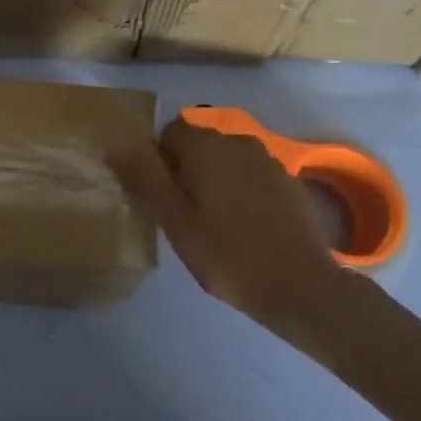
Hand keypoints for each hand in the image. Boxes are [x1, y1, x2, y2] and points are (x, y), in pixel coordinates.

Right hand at [110, 118, 358, 335]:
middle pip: (199, 144)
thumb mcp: (175, 221)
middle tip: (184, 216)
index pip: (170, 132)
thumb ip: (146, 178)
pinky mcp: (289, 182)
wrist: (302, 288)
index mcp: (207, 146)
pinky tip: (245, 227)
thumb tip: (118, 145)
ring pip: (226, 160)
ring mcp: (269, 160)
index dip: (159, 161)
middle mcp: (238, 141)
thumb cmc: (227, 255)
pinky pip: (251, 175)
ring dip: (214, 180)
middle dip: (187, 170)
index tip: (163, 198)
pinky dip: (242, 191)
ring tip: (214, 223)